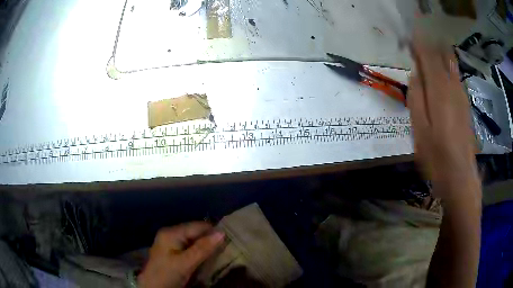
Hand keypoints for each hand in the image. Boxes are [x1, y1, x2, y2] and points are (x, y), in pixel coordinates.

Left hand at [137, 222, 224, 287]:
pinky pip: (189, 247)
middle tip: (225, 248)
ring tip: (219, 252)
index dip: (213, 231)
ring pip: (193, 240)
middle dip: (209, 239)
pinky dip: (199, 251)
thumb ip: (202, 248)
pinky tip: (206, 257)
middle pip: (195, 232)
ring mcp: (170, 242)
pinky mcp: (172, 251)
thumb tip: (222, 233)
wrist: (152, 287)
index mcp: (171, 232)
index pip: (197, 226)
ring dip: (205, 246)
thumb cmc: (167, 274)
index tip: (229, 239)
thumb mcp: (185, 263)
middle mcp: (170, 233)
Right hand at [408, 34, 480, 201]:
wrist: (460, 175)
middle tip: (416, 45)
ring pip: (450, 64)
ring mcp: (461, 94)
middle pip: (441, 55)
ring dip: (437, 54)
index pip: (428, 55)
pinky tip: (441, 71)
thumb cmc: (437, 156)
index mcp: (439, 90)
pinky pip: (455, 76)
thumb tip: (416, 74)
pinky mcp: (465, 103)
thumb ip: (416, 97)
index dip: (418, 42)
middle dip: (428, 44)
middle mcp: (452, 86)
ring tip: (426, 53)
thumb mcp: (419, 129)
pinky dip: (446, 67)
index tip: (408, 37)